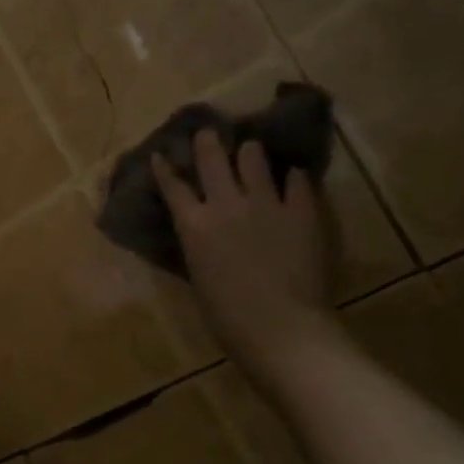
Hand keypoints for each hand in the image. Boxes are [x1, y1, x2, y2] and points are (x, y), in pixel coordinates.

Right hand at [151, 132, 336, 372]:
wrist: (281, 330)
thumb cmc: (228, 318)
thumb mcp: (199, 277)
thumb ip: (199, 246)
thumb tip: (201, 233)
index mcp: (194, 226)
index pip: (173, 186)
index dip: (165, 168)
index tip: (162, 154)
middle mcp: (225, 204)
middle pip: (212, 158)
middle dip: (207, 141)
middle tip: (209, 133)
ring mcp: (266, 203)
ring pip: (254, 157)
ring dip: (249, 152)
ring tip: (251, 151)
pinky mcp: (301, 210)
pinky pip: (297, 180)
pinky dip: (292, 177)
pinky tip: (292, 178)